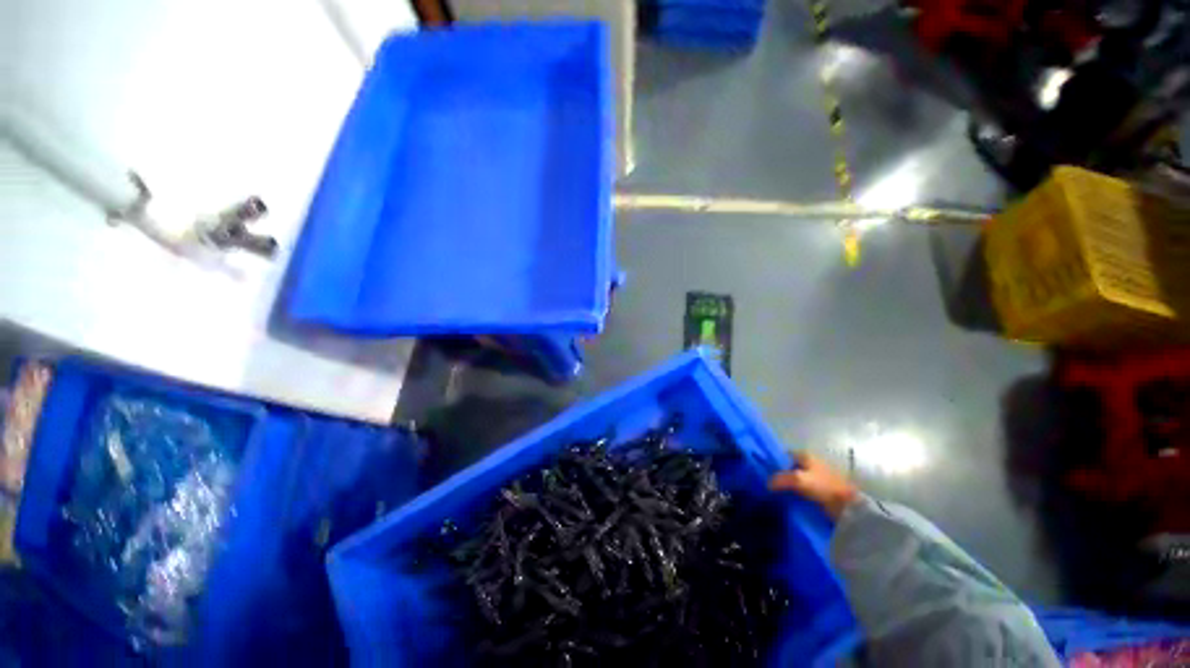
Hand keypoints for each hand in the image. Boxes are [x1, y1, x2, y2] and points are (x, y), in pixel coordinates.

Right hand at [768, 452, 858, 519]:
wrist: (848, 507)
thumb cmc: (824, 487)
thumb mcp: (799, 480)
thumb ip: (780, 479)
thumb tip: (767, 484)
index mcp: (805, 455)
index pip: (784, 455)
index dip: (774, 463)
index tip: (764, 473)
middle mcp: (810, 463)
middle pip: (789, 468)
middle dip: (780, 476)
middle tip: (768, 486)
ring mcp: (816, 477)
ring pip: (795, 480)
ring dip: (787, 487)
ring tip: (776, 495)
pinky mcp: (820, 491)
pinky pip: (802, 490)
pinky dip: (795, 494)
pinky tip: (788, 501)